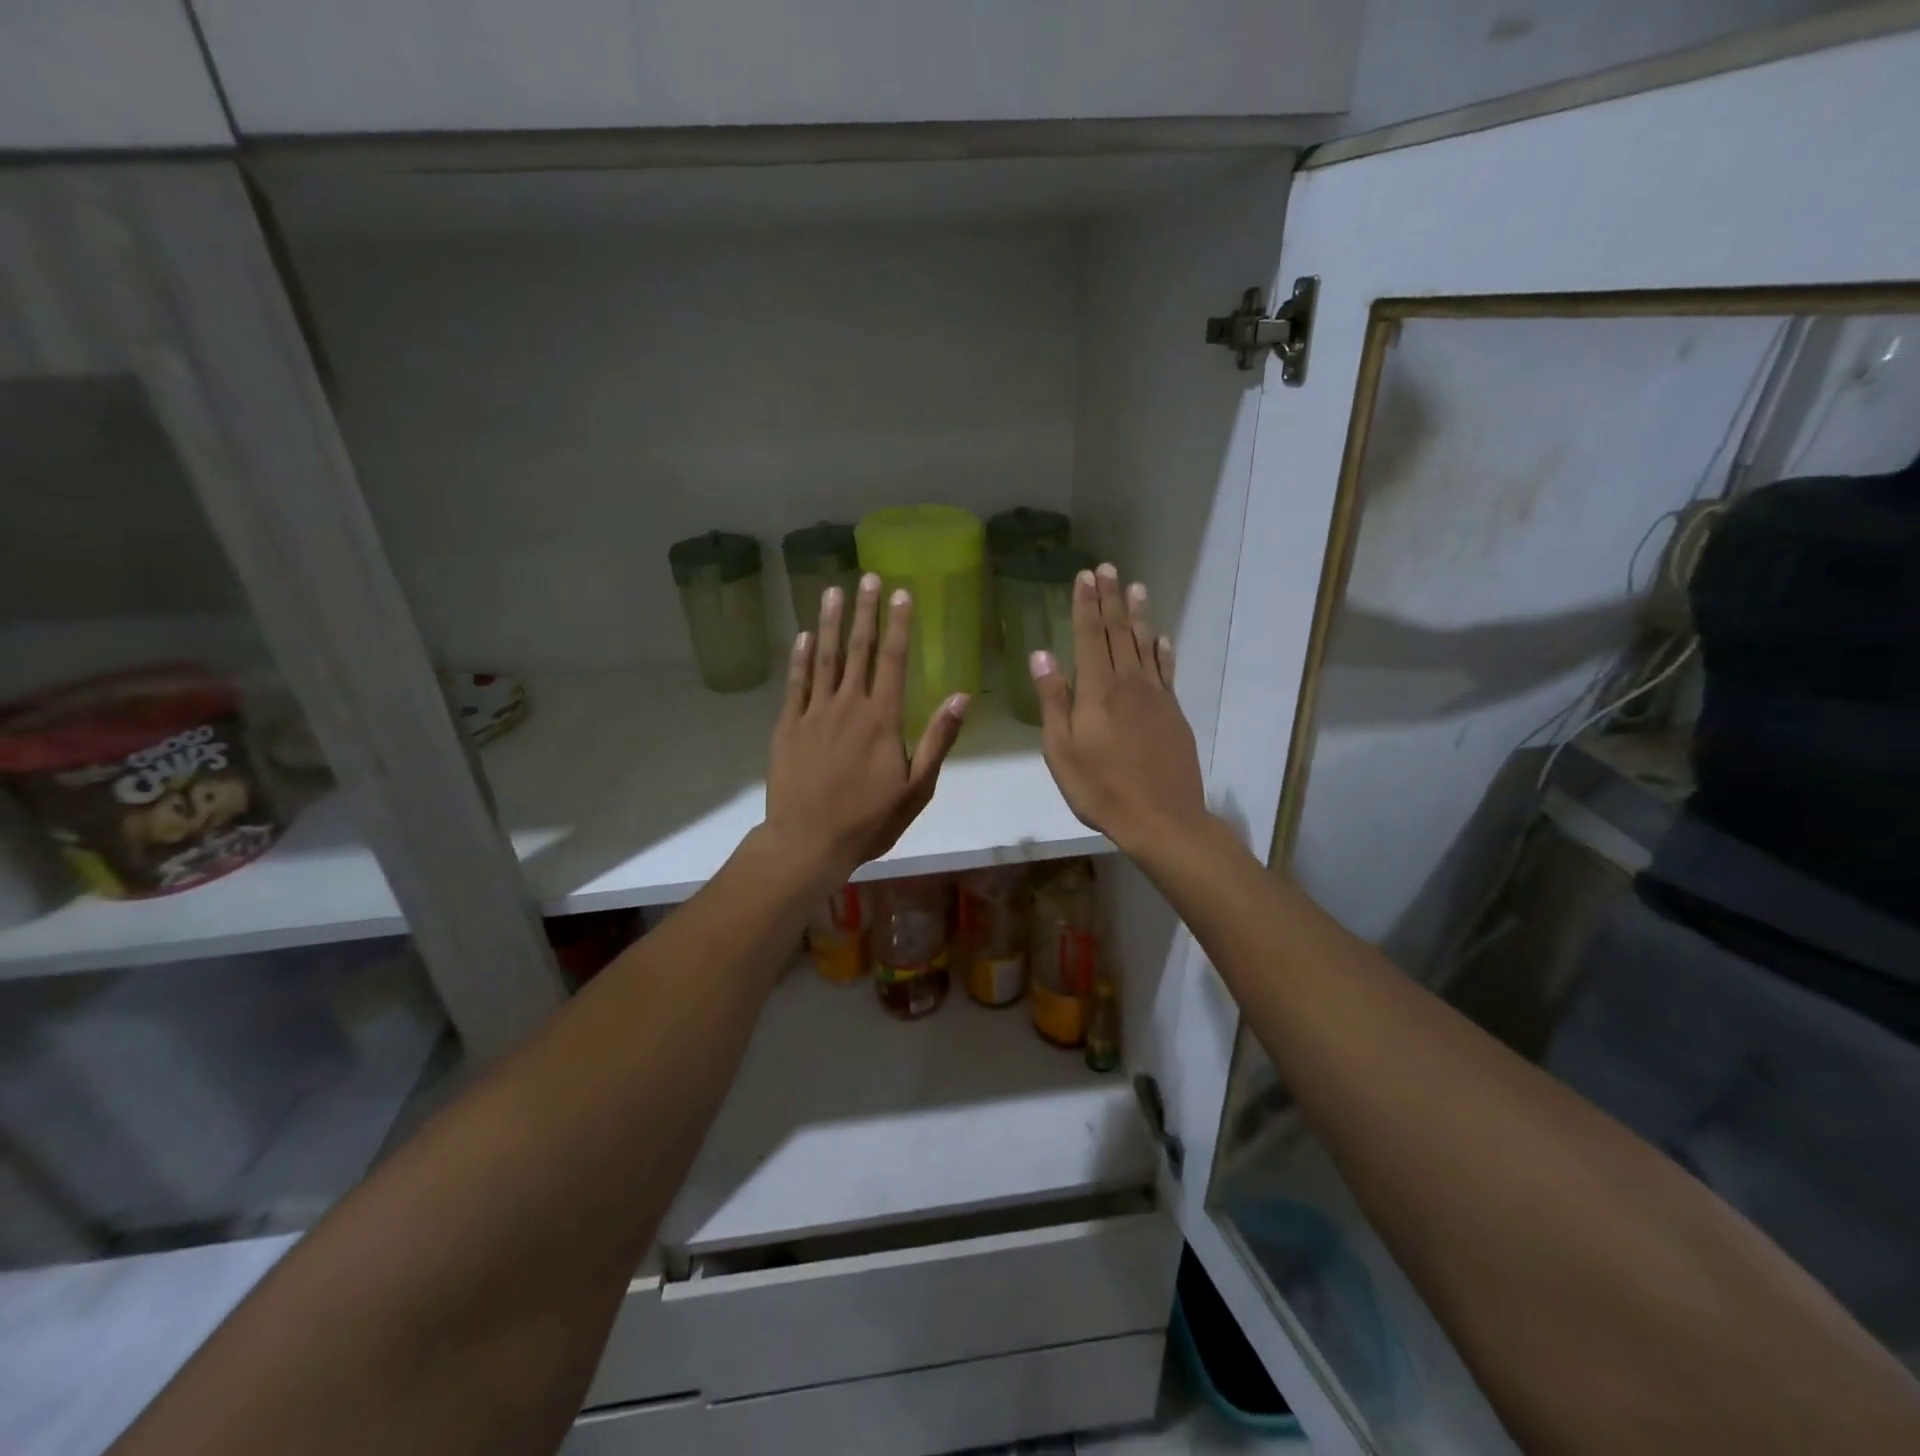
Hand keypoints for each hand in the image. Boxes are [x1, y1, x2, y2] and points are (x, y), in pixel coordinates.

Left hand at [765, 573, 967, 884]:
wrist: (808, 842)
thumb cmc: (869, 820)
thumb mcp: (917, 787)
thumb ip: (938, 739)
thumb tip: (962, 696)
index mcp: (882, 719)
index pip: (893, 660)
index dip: (899, 625)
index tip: (902, 593)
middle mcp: (848, 705)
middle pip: (858, 650)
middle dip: (866, 612)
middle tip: (869, 578)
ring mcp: (814, 713)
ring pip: (825, 658)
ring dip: (831, 623)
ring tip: (833, 591)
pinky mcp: (788, 726)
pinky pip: (796, 683)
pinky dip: (800, 657)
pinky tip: (804, 636)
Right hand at [1031, 563, 1207, 854]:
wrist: (1161, 817)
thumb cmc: (1100, 788)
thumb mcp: (1061, 750)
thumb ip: (1053, 700)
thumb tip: (1041, 654)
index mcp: (1097, 690)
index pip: (1090, 636)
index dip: (1086, 604)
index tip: (1084, 576)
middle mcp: (1129, 683)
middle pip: (1119, 632)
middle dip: (1111, 599)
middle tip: (1108, 568)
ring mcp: (1156, 696)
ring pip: (1145, 645)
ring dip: (1138, 615)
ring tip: (1135, 587)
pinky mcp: (1174, 712)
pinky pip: (1167, 671)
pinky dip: (1163, 651)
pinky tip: (1162, 638)